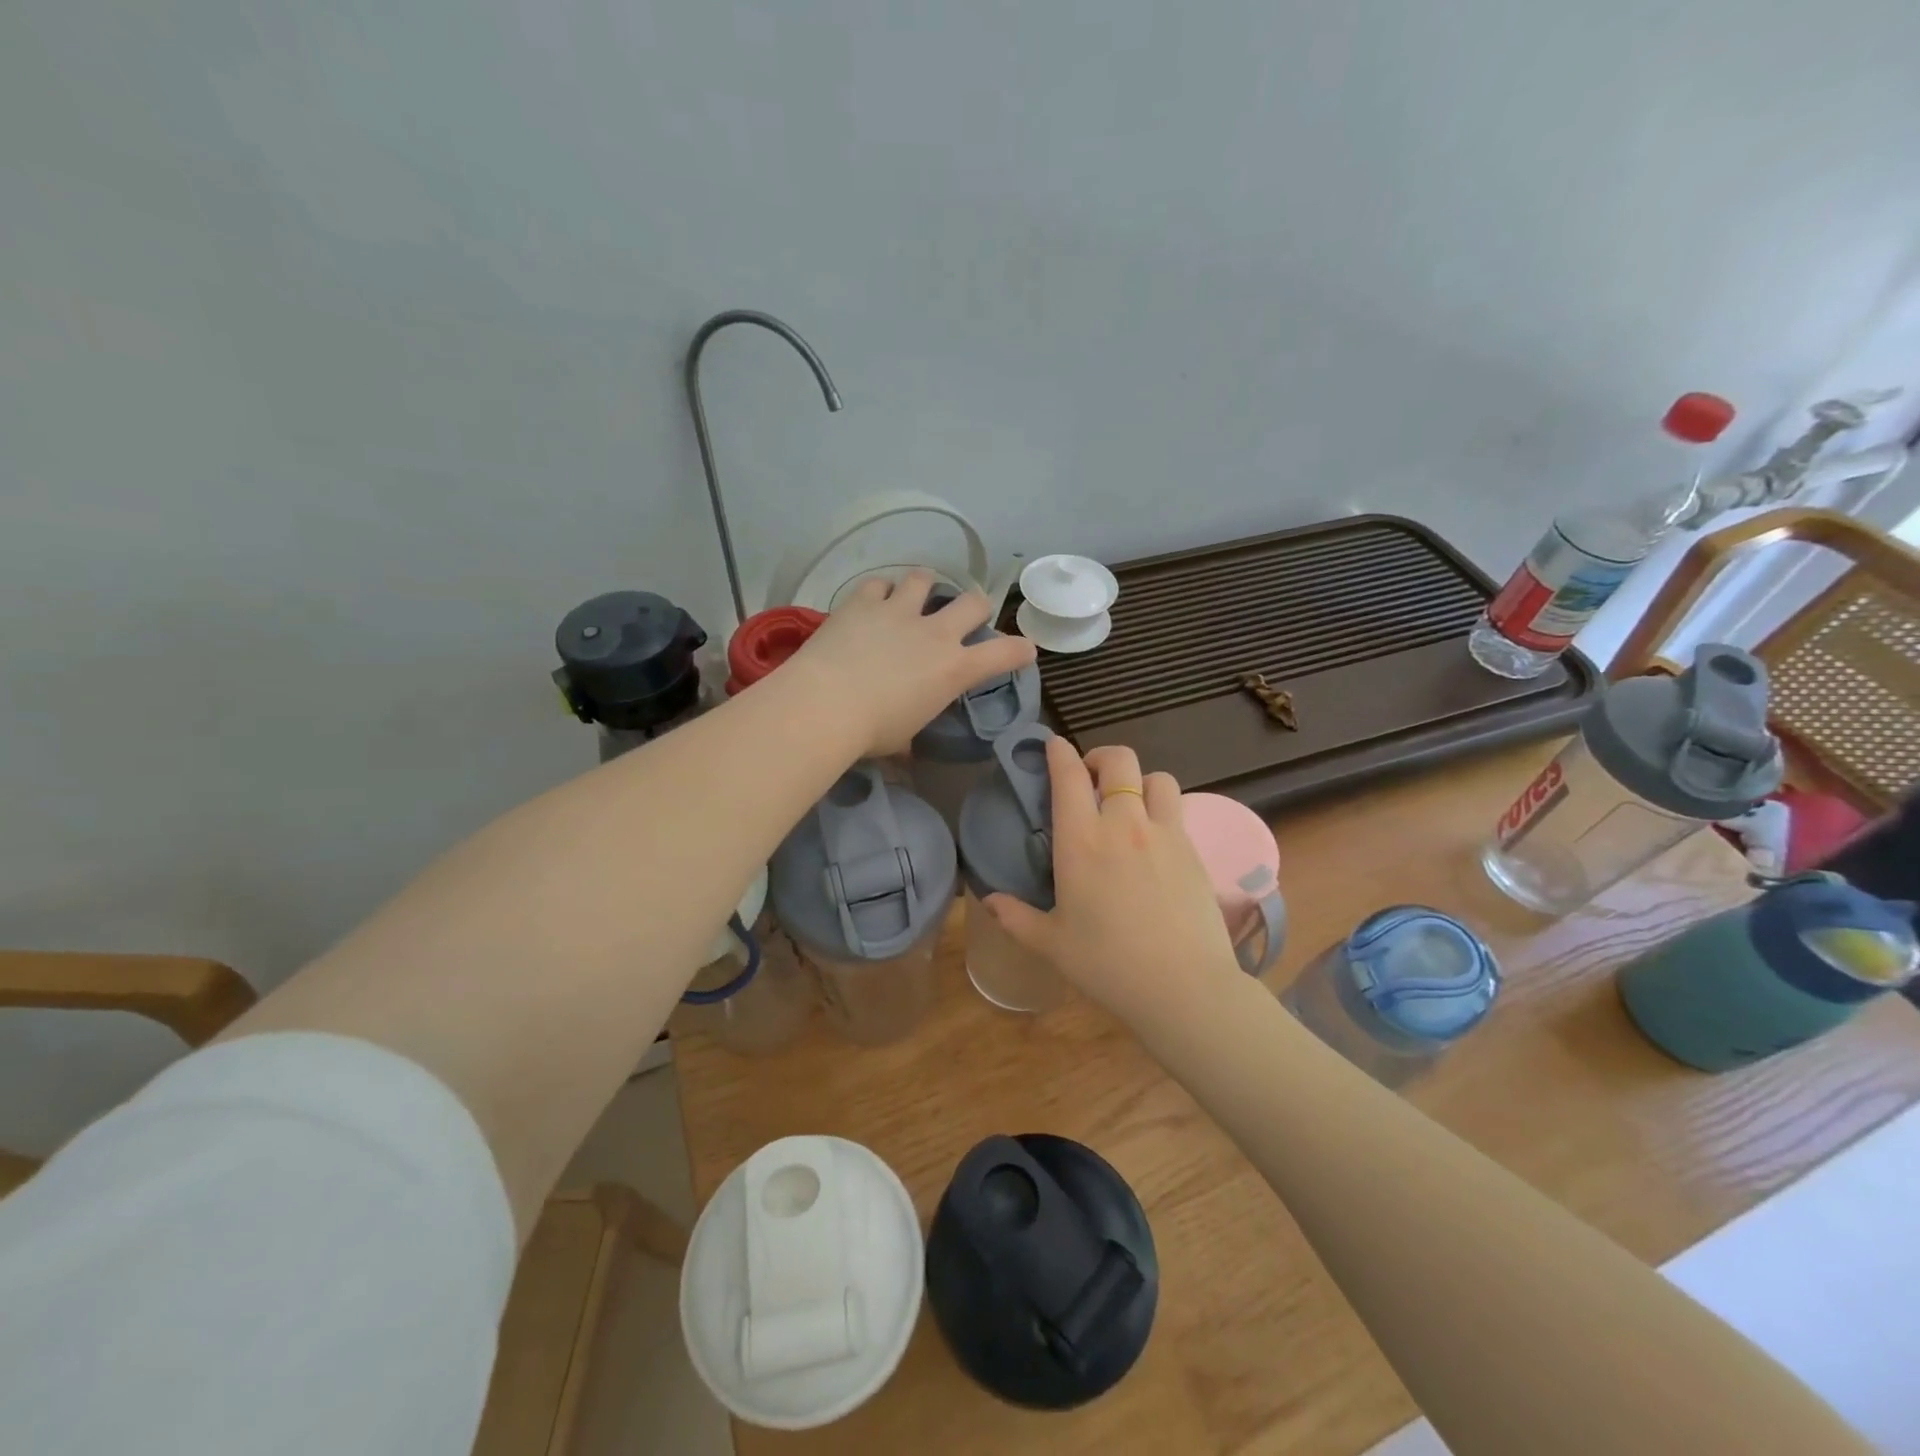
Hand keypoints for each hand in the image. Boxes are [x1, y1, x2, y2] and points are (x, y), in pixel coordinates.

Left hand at [788, 571, 1037, 758]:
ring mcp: (899, 611)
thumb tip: (905, 752)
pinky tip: (873, 603)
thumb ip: (912, 734)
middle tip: (962, 618)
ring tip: (914, 598)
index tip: (1023, 651)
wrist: (825, 705)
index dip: (1020, 650)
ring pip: (925, 578)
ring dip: (925, 587)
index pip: (1005, 654)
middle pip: (974, 601)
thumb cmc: (871, 732)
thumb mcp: (903, 739)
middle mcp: (934, 633)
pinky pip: (879, 583)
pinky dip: (880, 592)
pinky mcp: (863, 602)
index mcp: (954, 669)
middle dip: (975, 608)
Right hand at [986, 739, 1245, 1029]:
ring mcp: (1164, 834)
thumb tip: (987, 900)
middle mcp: (1123, 825)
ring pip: (1157, 778)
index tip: (1053, 746)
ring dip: (1139, 780)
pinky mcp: (1193, 850)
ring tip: (1129, 803)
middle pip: (1119, 760)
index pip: (1069, 776)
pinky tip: (1153, 839)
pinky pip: (1178, 809)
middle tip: (1090, 777)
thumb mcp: (1051, 944)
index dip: (1059, 751)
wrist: (1183, 987)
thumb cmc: (1107, 965)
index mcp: (1081, 841)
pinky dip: (1162, 808)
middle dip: (1101, 757)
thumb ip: (1016, 917)